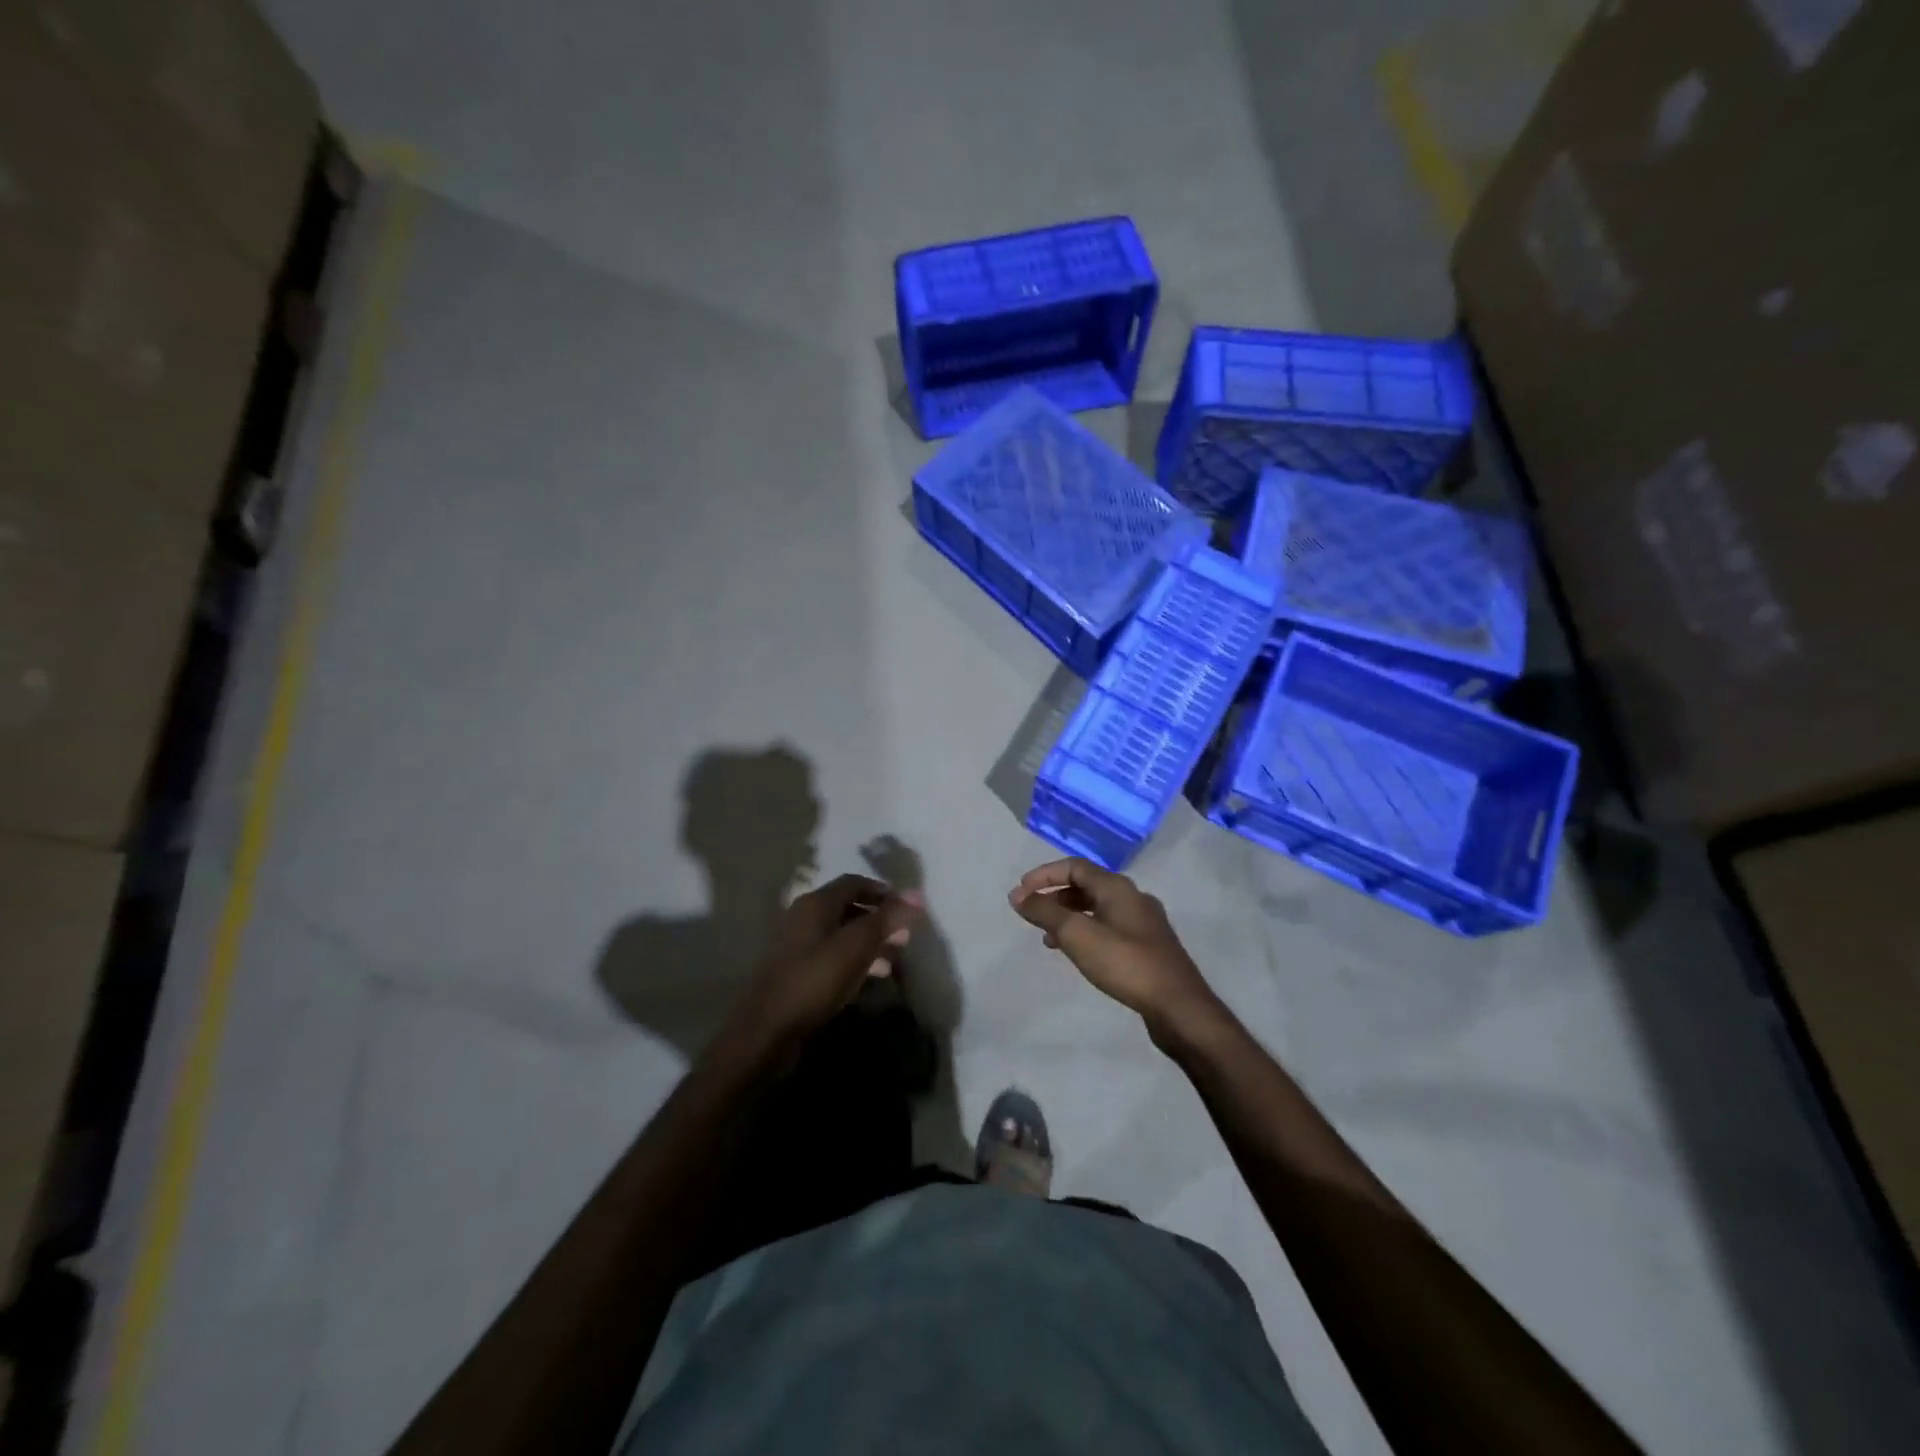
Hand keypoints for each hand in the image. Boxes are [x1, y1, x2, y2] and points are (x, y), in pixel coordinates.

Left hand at [720, 874, 921, 1063]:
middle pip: (849, 908)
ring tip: (894, 960)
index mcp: (816, 903)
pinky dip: (855, 960)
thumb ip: (886, 919)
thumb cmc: (815, 980)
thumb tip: (917, 897)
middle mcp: (804, 917)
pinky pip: (832, 956)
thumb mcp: (856, 946)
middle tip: (905, 936)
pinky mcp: (797, 972)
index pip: (855, 882)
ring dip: (870, 943)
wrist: (767, 1031)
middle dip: (880, 920)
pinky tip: (871, 977)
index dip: (884, 892)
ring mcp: (798, 945)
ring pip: (842, 935)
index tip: (908, 908)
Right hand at [1010, 859, 1216, 1032]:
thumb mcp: (1077, 935)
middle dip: (1055, 897)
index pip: (1074, 867)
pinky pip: (1109, 927)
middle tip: (1032, 914)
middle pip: (1086, 886)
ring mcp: (1144, 922)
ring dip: (1069, 917)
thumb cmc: (1125, 963)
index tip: (1021, 892)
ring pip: (1097, 909)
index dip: (1044, 875)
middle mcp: (1132, 897)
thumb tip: (1017, 895)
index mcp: (1117, 887)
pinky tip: (1078, 954)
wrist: (1178, 1005)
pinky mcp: (1148, 946)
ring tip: (1049, 939)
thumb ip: (1045, 912)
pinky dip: (1086, 932)